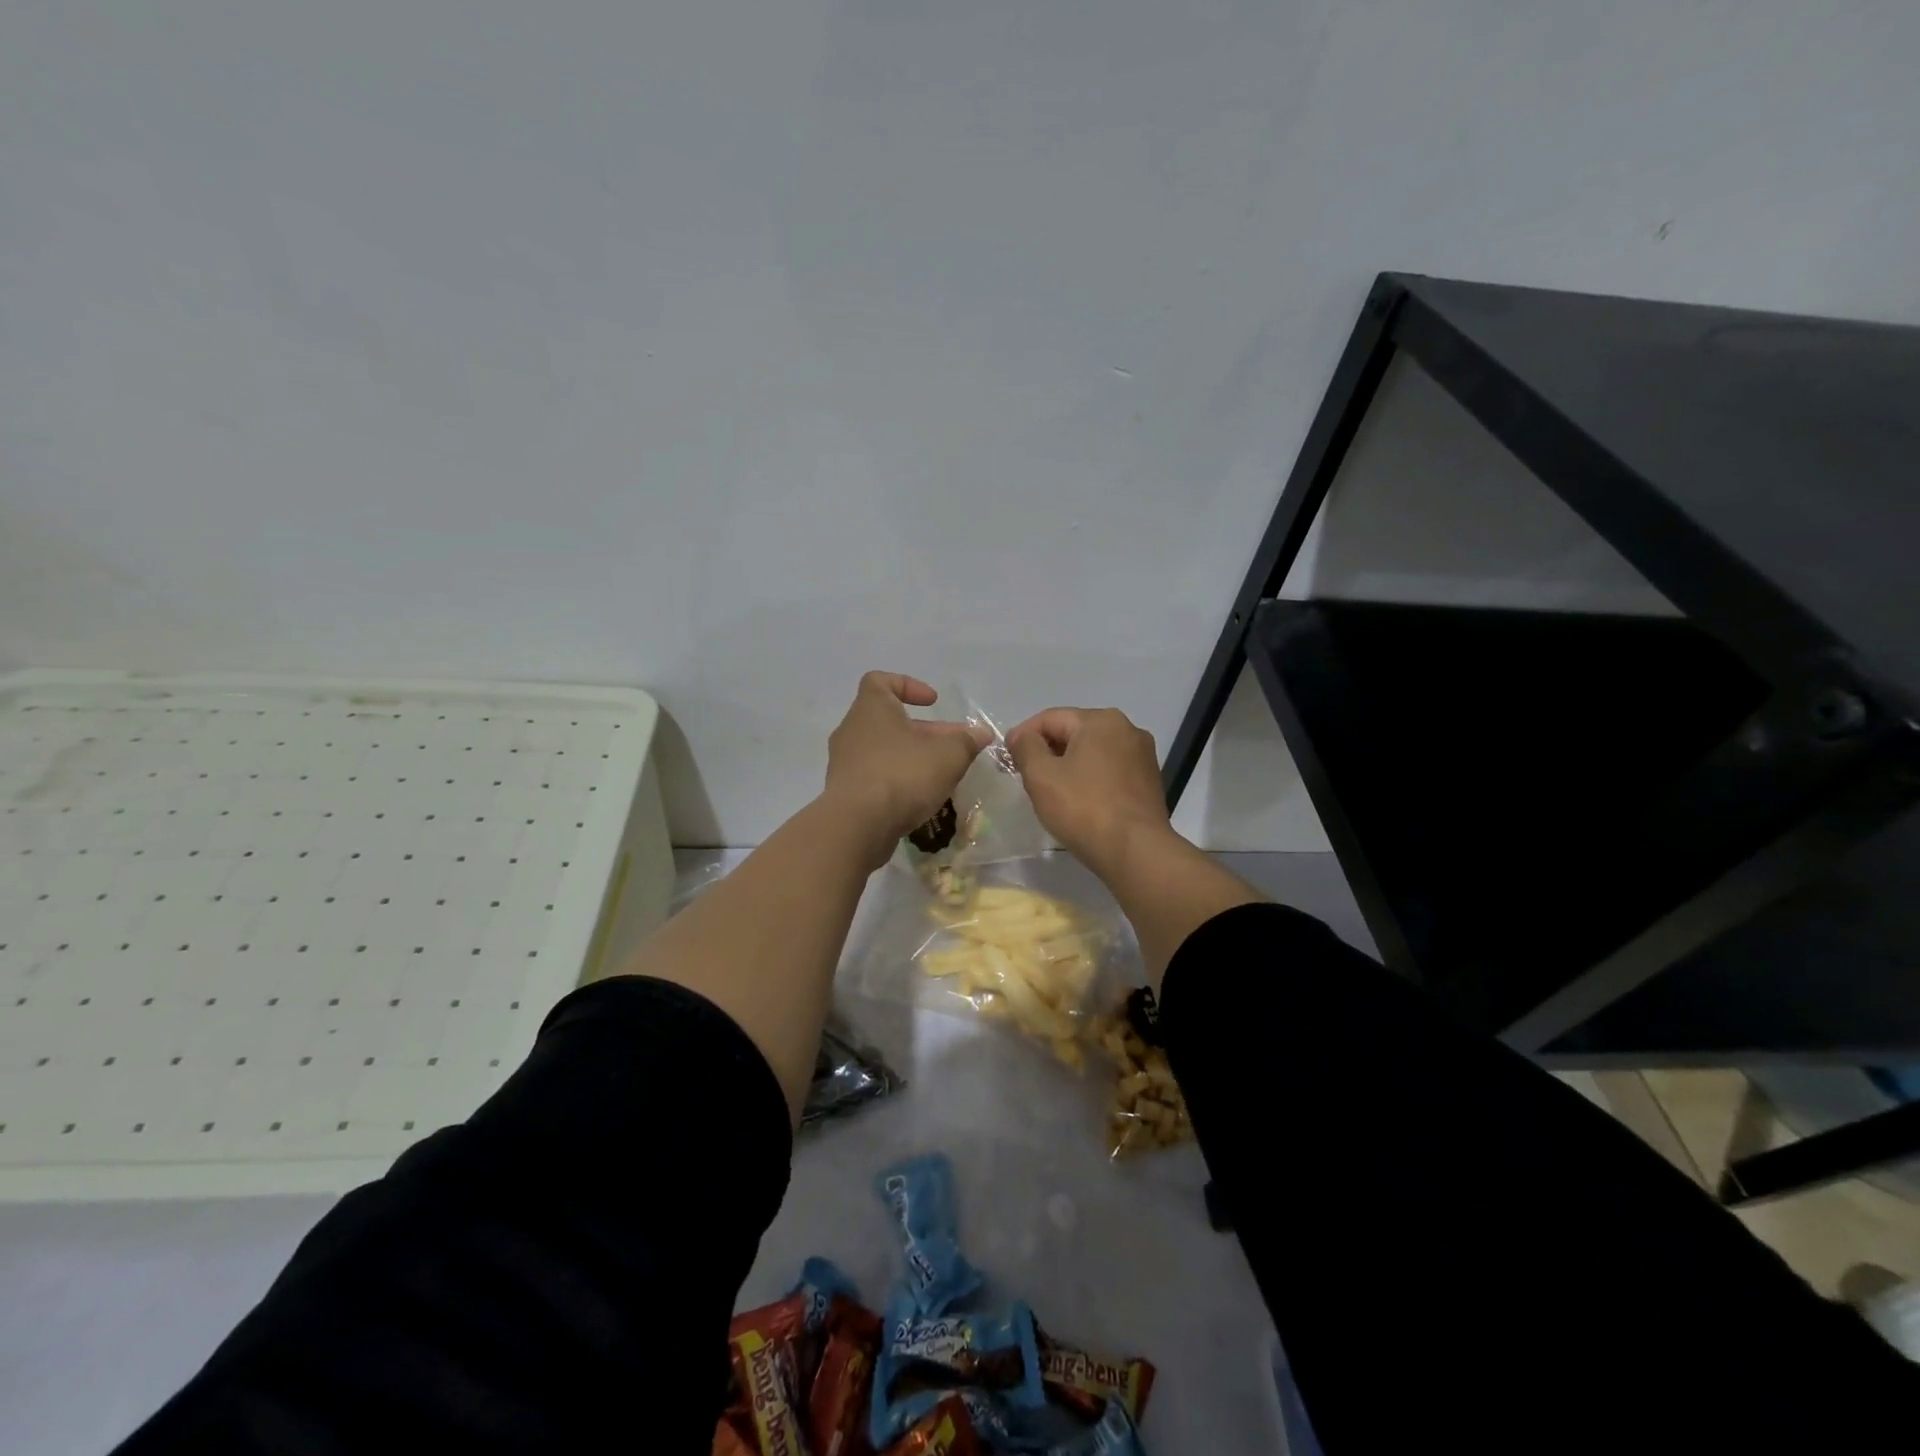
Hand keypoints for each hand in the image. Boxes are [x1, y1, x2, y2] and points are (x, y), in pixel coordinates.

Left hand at [824, 672, 989, 866]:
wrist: (857, 826)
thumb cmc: (902, 775)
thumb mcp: (948, 755)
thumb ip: (967, 741)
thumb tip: (981, 733)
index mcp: (871, 709)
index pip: (880, 681)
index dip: (908, 686)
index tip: (933, 702)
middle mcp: (852, 730)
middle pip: (890, 721)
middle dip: (924, 732)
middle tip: (953, 747)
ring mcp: (844, 763)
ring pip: (883, 750)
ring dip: (912, 757)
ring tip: (941, 774)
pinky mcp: (845, 793)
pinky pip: (875, 777)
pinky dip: (897, 781)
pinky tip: (919, 797)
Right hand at [1006, 707, 1173, 877]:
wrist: (1136, 853)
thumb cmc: (1084, 809)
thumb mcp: (1041, 776)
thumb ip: (1026, 747)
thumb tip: (1021, 736)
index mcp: (1101, 720)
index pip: (1050, 718)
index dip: (1022, 736)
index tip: (1005, 759)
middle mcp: (1128, 729)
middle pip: (1074, 733)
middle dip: (1046, 751)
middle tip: (1024, 776)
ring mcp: (1143, 756)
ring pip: (1093, 753)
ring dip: (1068, 766)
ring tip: (1050, 792)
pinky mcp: (1150, 782)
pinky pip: (1110, 772)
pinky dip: (1090, 780)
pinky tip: (1079, 802)